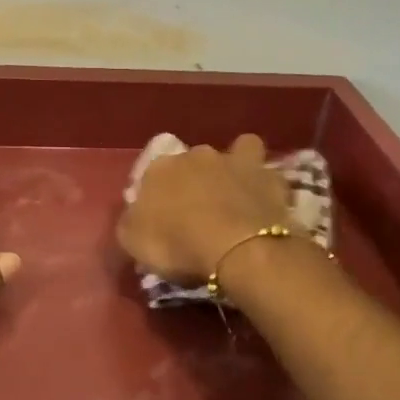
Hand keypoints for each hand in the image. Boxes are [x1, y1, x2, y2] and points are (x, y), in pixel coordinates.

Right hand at [117, 134, 291, 282]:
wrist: (237, 248)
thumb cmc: (177, 245)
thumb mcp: (133, 242)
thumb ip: (131, 222)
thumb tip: (136, 216)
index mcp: (159, 168)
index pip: (153, 176)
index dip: (159, 196)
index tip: (163, 220)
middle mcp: (195, 155)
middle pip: (192, 162)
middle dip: (196, 179)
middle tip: (200, 212)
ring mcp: (234, 161)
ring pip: (236, 151)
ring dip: (235, 167)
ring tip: (237, 194)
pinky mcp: (268, 176)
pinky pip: (266, 172)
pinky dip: (265, 183)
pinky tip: (265, 201)